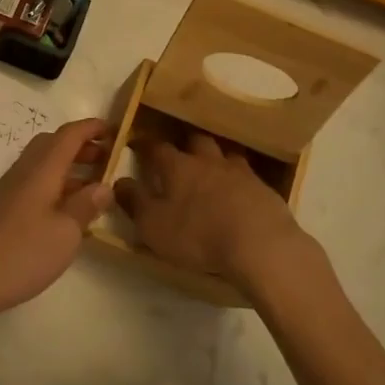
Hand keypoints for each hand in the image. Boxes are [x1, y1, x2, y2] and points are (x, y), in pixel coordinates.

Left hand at [0, 118, 113, 326]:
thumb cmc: (22, 253)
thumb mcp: (65, 232)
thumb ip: (86, 205)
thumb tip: (104, 185)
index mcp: (42, 169)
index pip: (69, 135)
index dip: (92, 128)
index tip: (115, 130)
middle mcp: (25, 171)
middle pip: (53, 144)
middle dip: (81, 146)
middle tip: (106, 160)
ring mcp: (11, 189)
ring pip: (43, 164)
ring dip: (69, 166)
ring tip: (93, 187)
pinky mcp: (4, 208)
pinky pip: (35, 182)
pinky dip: (56, 184)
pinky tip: (67, 211)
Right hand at [114, 133, 305, 289]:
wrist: (260, 244)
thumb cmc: (198, 235)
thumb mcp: (153, 225)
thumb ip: (134, 202)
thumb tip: (119, 182)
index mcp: (178, 167)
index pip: (157, 148)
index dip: (145, 144)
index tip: (137, 143)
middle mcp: (208, 161)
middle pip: (196, 141)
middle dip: (185, 143)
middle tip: (180, 152)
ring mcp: (239, 172)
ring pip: (225, 153)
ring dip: (217, 157)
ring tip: (213, 166)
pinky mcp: (264, 188)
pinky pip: (248, 174)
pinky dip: (240, 179)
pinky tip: (240, 190)